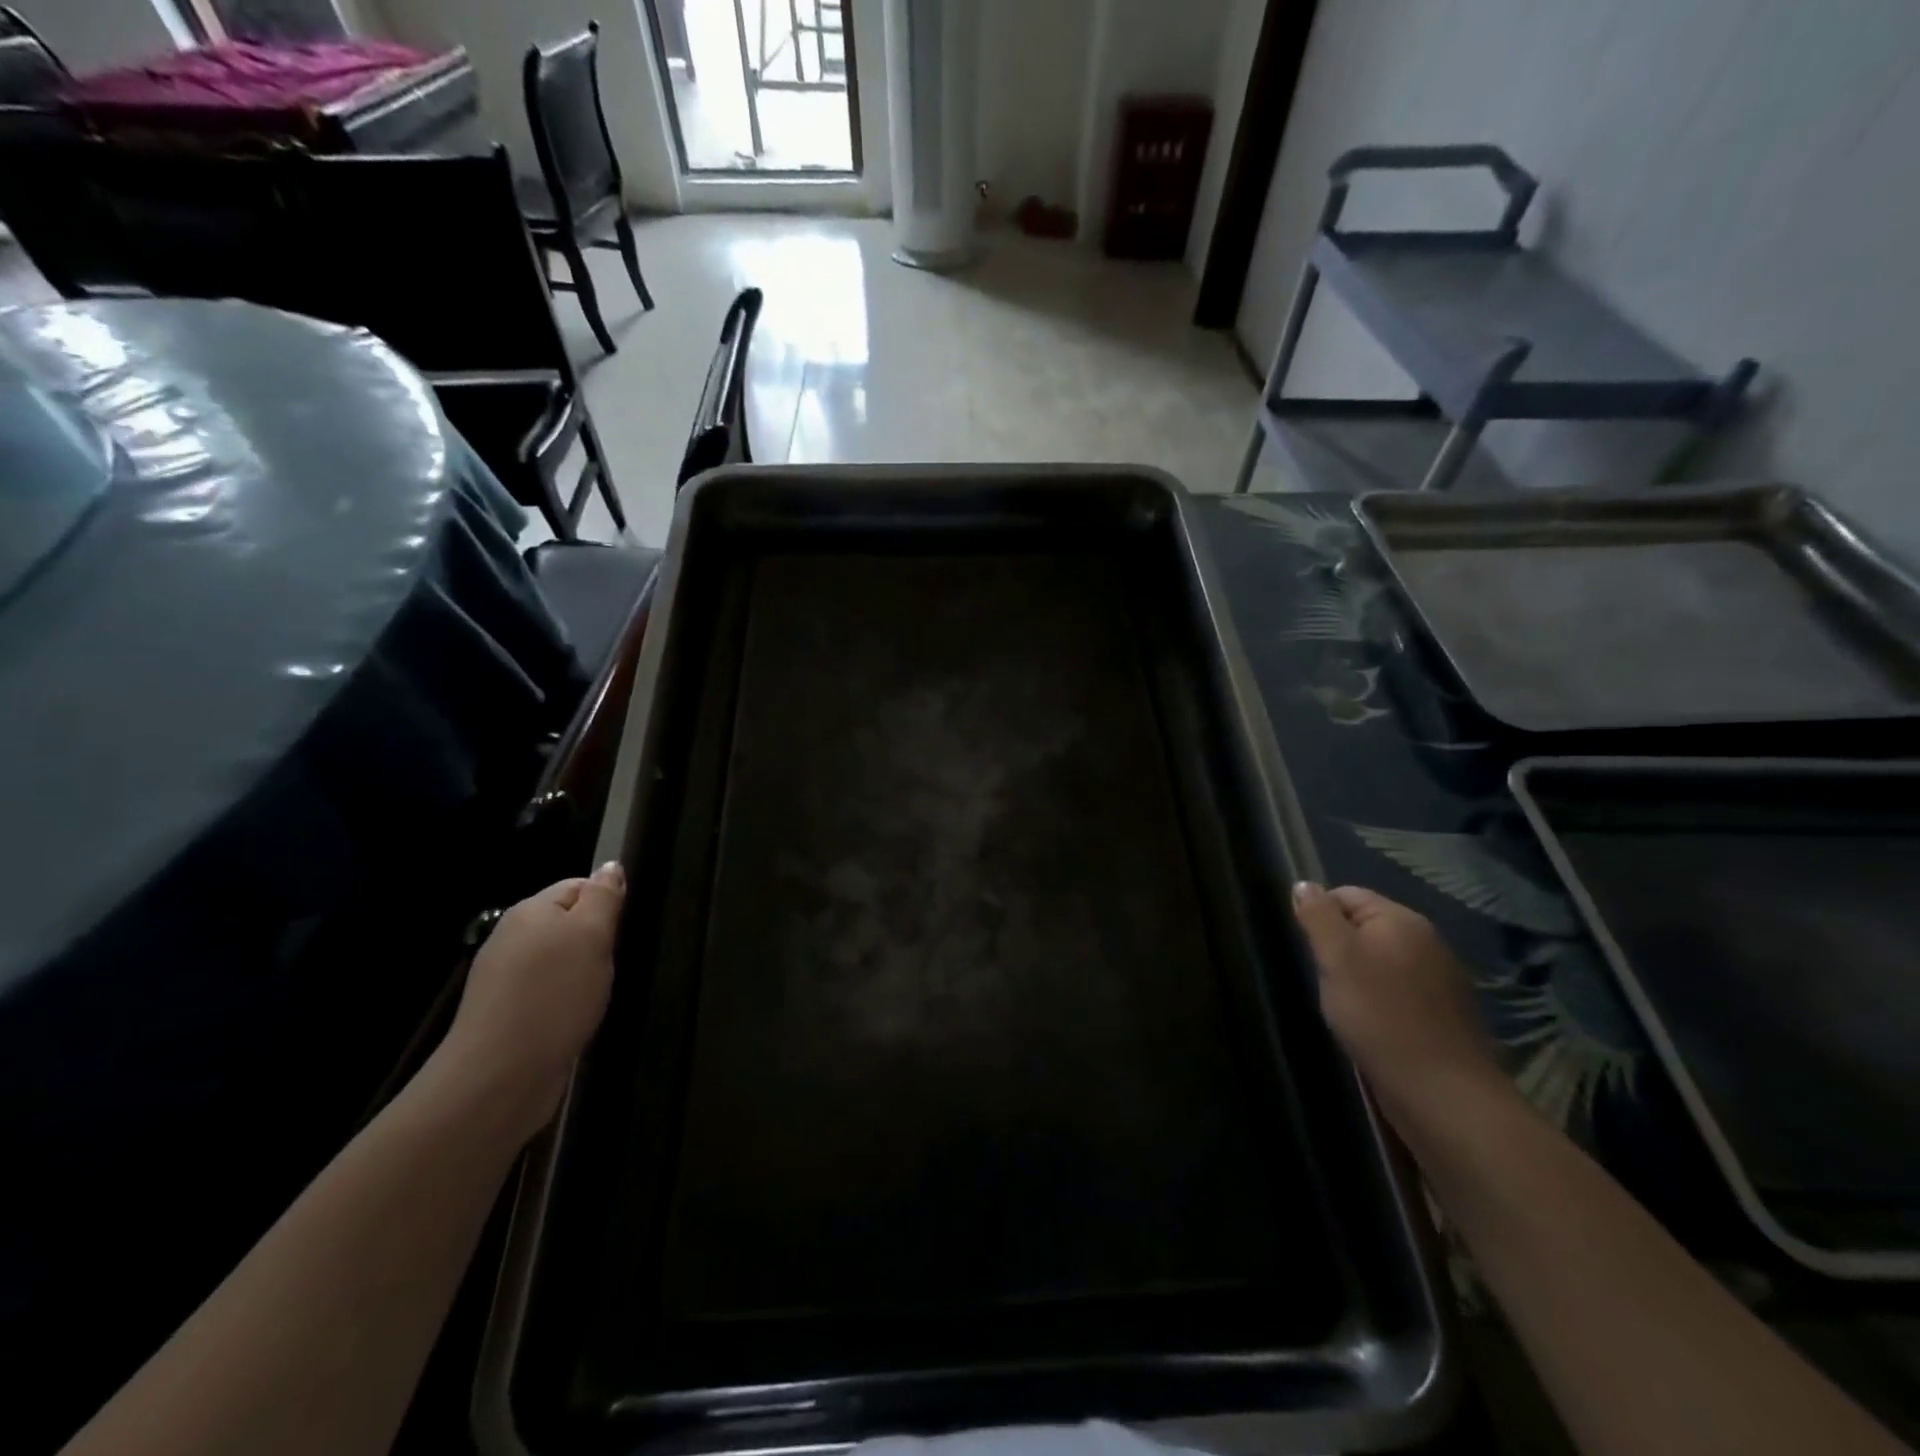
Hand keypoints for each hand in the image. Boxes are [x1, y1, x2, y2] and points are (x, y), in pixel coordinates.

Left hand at [435, 862, 625, 1140]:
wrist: (500, 1075)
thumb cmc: (555, 994)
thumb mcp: (592, 936)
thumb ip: (603, 897)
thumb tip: (610, 866)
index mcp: (530, 911)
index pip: (578, 886)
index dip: (606, 903)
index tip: (623, 931)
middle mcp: (511, 938)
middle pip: (567, 923)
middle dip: (595, 940)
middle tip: (612, 964)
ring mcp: (503, 978)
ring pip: (558, 960)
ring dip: (582, 973)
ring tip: (595, 994)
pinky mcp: (504, 1014)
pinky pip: (546, 991)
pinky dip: (565, 1000)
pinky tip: (575, 1017)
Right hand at [1292, 882, 1512, 1137]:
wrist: (1442, 1092)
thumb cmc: (1380, 1016)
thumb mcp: (1336, 959)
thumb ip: (1318, 917)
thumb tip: (1304, 884)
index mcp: (1401, 920)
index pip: (1346, 895)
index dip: (1319, 917)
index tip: (1308, 951)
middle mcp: (1426, 940)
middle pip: (1364, 927)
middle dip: (1338, 949)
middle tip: (1324, 980)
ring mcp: (1440, 978)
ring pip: (1380, 961)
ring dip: (1357, 977)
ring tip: (1344, 1007)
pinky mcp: (1444, 1013)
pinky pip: (1398, 990)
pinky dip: (1379, 1001)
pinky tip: (1371, 1026)